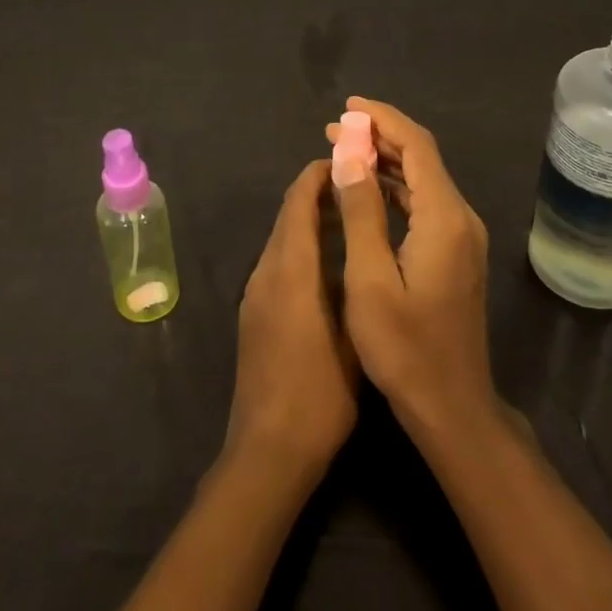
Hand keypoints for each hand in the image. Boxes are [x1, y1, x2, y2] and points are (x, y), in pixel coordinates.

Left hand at [226, 160, 357, 474]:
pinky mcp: (254, 314)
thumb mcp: (352, 334)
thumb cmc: (320, 394)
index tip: (346, 160)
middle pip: (287, 217)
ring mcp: (255, 294)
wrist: (268, 449)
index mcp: (290, 270)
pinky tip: (328, 263)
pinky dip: (300, 247)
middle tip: (358, 186)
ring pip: (281, 239)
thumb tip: (357, 234)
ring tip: (351, 218)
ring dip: (309, 221)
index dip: (318, 176)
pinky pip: (277, 263)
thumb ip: (352, 279)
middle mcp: (266, 272)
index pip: (298, 203)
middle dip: (316, 194)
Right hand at [324, 97, 500, 445]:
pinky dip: (394, 187)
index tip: (348, 105)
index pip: (416, 147)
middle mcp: (460, 218)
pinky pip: (424, 203)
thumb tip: (350, 155)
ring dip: (385, 161)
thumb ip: (361, 212)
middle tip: (334, 129)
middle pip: (422, 158)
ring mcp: (462, 237)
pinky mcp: (455, 253)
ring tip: (343, 151)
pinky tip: (366, 190)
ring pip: (423, 180)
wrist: (452, 406)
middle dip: (379, 136)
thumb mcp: (370, 279)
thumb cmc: (404, 348)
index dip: (383, 119)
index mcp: (444, 218)